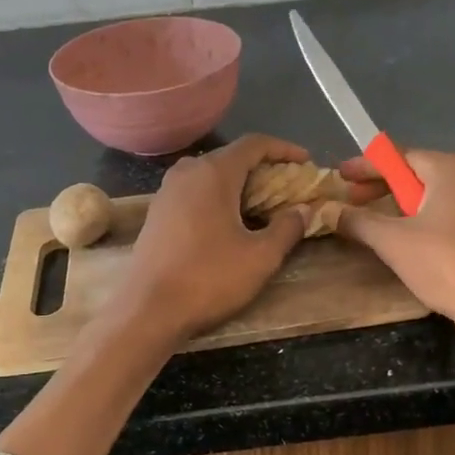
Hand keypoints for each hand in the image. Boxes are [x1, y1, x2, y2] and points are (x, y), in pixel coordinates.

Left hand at [110, 134, 312, 341]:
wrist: (148, 310)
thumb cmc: (209, 278)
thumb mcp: (261, 257)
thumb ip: (287, 228)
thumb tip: (302, 210)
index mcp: (214, 173)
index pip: (254, 144)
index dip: (284, 149)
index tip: (306, 162)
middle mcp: (187, 173)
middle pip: (231, 157)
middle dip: (263, 168)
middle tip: (287, 189)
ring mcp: (166, 193)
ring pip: (210, 175)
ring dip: (239, 185)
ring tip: (261, 206)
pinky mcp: (156, 214)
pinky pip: (194, 193)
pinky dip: (217, 198)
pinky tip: (229, 223)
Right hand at [333, 149, 454, 354]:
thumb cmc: (446, 264)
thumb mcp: (393, 241)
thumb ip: (358, 221)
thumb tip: (329, 210)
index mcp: (450, 169)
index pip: (399, 156)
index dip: (366, 166)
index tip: (339, 175)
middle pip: (416, 173)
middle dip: (380, 187)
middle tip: (350, 202)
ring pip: (430, 197)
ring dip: (398, 207)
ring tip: (372, 224)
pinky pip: (444, 215)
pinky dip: (419, 221)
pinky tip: (404, 241)